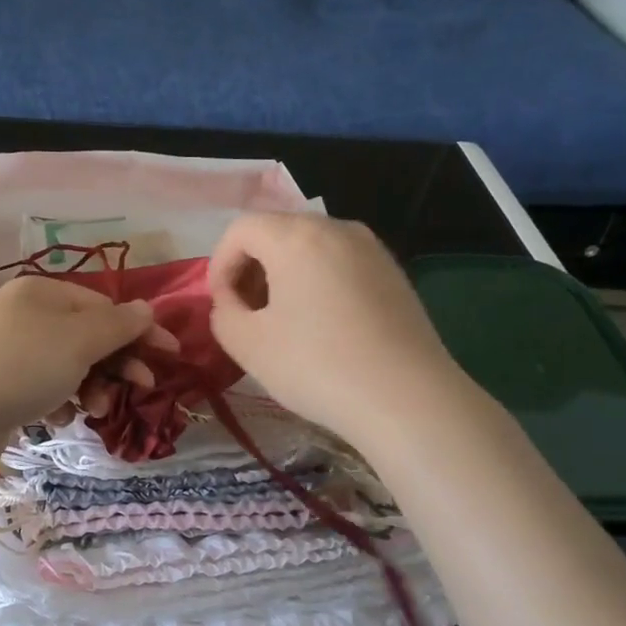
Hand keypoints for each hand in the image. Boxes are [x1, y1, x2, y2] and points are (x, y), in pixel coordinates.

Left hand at [0, 275, 180, 447]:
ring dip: (91, 387)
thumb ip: (119, 324)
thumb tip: (147, 308)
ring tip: (93, 411)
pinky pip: (45, 386)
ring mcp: (10, 348)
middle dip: (116, 365)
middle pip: (88, 337)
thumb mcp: (80, 340)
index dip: (139, 330)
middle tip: (141, 388)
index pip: (104, 306)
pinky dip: (60, 400)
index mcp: (42, 292)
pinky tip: (59, 416)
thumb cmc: (25, 365)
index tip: (169, 354)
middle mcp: (25, 314)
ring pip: (69, 365)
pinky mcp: (1, 382)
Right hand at [207, 213, 461, 445]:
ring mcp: (371, 248)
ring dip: (284, 277)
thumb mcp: (248, 345)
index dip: (219, 265)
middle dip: (251, 269)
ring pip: (310, 248)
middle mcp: (336, 228)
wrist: (406, 398)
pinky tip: (323, 328)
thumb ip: (223, 314)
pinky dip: (318, 284)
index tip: (221, 306)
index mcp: (296, 236)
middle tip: (247, 315)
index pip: (240, 230)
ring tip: (283, 323)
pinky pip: (340, 265)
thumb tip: (231, 303)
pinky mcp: (394, 273)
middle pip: (276, 233)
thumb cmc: (316, 366)